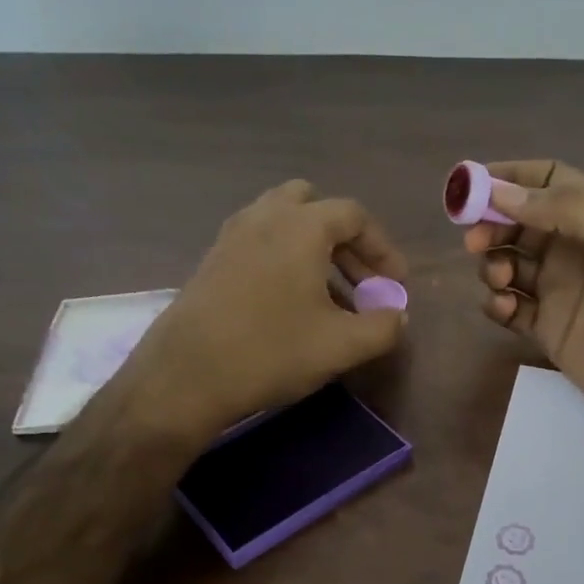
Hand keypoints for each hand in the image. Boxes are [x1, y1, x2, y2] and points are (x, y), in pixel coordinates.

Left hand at [124, 180, 407, 441]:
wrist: (187, 376)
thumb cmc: (273, 352)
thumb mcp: (343, 345)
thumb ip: (383, 327)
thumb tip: (397, 316)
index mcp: (301, 226)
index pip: (354, 215)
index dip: (382, 248)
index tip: (395, 285)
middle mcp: (265, 217)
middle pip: (315, 207)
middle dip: (346, 242)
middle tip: (360, 282)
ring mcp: (232, 237)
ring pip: (283, 224)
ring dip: (314, 251)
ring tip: (329, 297)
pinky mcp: (212, 261)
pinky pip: (260, 244)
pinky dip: (285, 261)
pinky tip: (291, 306)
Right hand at [468, 161, 583, 443]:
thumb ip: (565, 209)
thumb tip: (500, 194)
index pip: (546, 181)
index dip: (509, 178)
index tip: (472, 186)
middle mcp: (573, 249)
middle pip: (517, 223)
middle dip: (491, 225)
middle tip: (475, 241)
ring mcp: (559, 291)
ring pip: (508, 264)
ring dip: (493, 264)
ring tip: (502, 280)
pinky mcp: (547, 330)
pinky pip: (509, 308)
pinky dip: (497, 304)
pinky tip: (506, 309)